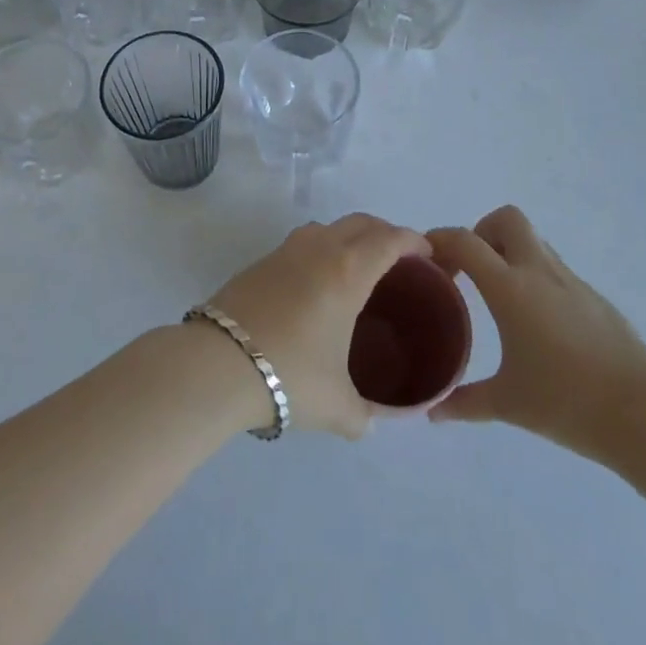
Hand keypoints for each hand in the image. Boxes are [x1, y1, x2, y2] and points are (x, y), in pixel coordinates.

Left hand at [205, 213, 432, 439]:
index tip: (427, 252)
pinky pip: (302, 243)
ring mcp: (286, 250)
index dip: (412, 240)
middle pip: (360, 223)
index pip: (389, 240)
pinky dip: (320, 250)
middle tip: (398, 259)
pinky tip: (316, 283)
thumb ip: (366, 416)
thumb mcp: (338, 407)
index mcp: (348, 272)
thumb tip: (372, 422)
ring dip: (349, 237)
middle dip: (384, 232)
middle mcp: (320, 249)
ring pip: (327, 228)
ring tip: (357, 267)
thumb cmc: (290, 375)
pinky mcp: (260, 261)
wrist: (218, 363)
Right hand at [426, 205, 645, 464]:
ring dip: (511, 253)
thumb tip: (432, 413)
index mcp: (510, 287)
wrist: (644, 415)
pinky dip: (537, 279)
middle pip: (506, 218)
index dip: (439, 240)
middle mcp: (539, 271)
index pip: (464, 240)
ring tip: (501, 297)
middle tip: (472, 271)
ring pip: (534, 241)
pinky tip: (538, 323)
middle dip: (483, 233)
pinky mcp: (594, 298)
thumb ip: (465, 402)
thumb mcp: (508, 404)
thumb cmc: (567, 403)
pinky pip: (556, 270)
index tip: (426, 260)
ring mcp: (571, 281)